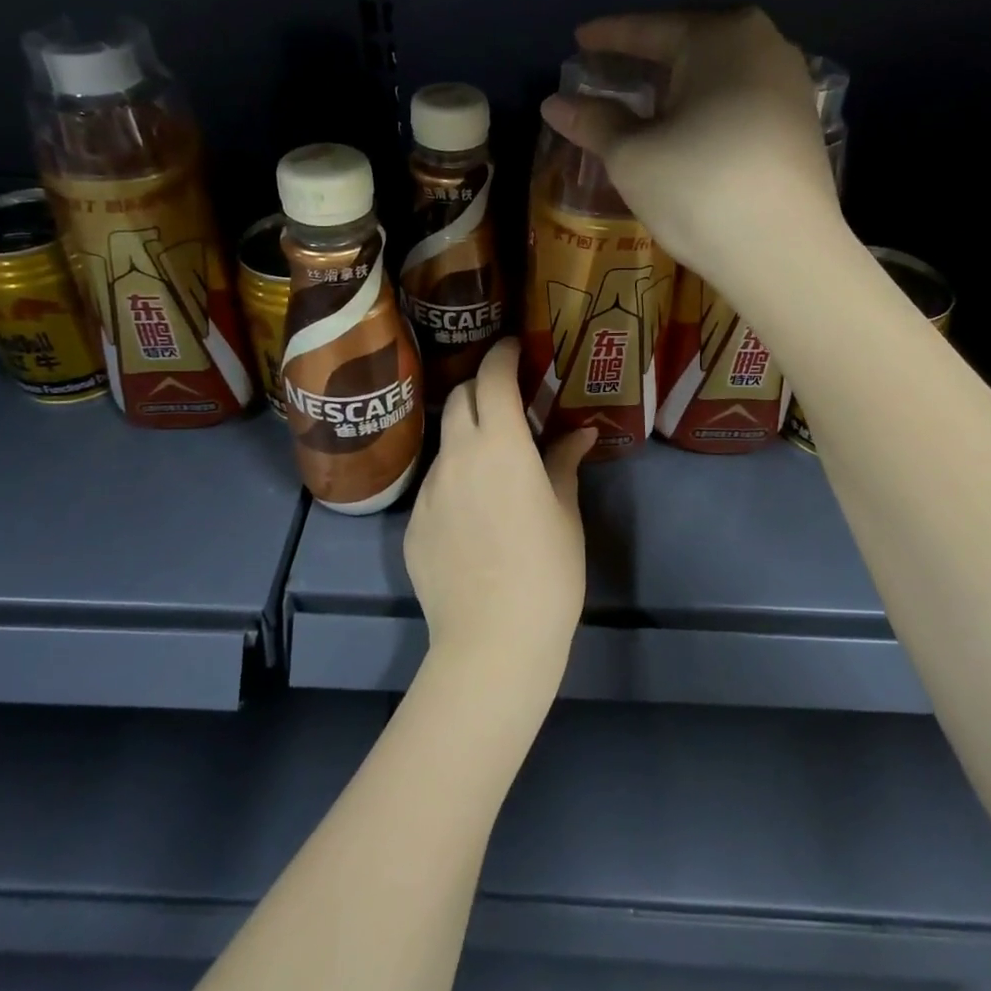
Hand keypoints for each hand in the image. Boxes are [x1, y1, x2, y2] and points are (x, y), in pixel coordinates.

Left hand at [403, 339, 596, 697]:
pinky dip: (455, 478)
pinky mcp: (412, 522)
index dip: (503, 355)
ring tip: (494, 462)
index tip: (516, 349)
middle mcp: (457, 456)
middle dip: (482, 387)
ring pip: (445, 441)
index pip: (493, 378)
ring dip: (468, 434)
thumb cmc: (546, 573)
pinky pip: (435, 484)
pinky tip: (474, 514)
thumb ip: (564, 463)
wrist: (492, 641)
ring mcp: (429, 489)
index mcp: (501, 446)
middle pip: (460, 397)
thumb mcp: (565, 514)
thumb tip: (579, 434)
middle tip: (508, 401)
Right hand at [540, 8, 842, 290]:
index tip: (579, 39)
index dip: (609, 36)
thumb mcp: (632, 156)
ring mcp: (791, 87)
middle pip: (690, 46)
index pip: (651, 29)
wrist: (785, 253)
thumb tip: (554, 103)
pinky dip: (706, 110)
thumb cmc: (699, 189)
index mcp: (722, 36)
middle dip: (646, 60)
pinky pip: (740, 102)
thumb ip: (594, 122)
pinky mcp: (801, 126)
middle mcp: (766, 46)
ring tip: (643, 102)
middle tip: (607, 71)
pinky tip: (687, 131)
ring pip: (718, 75)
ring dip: (678, 88)